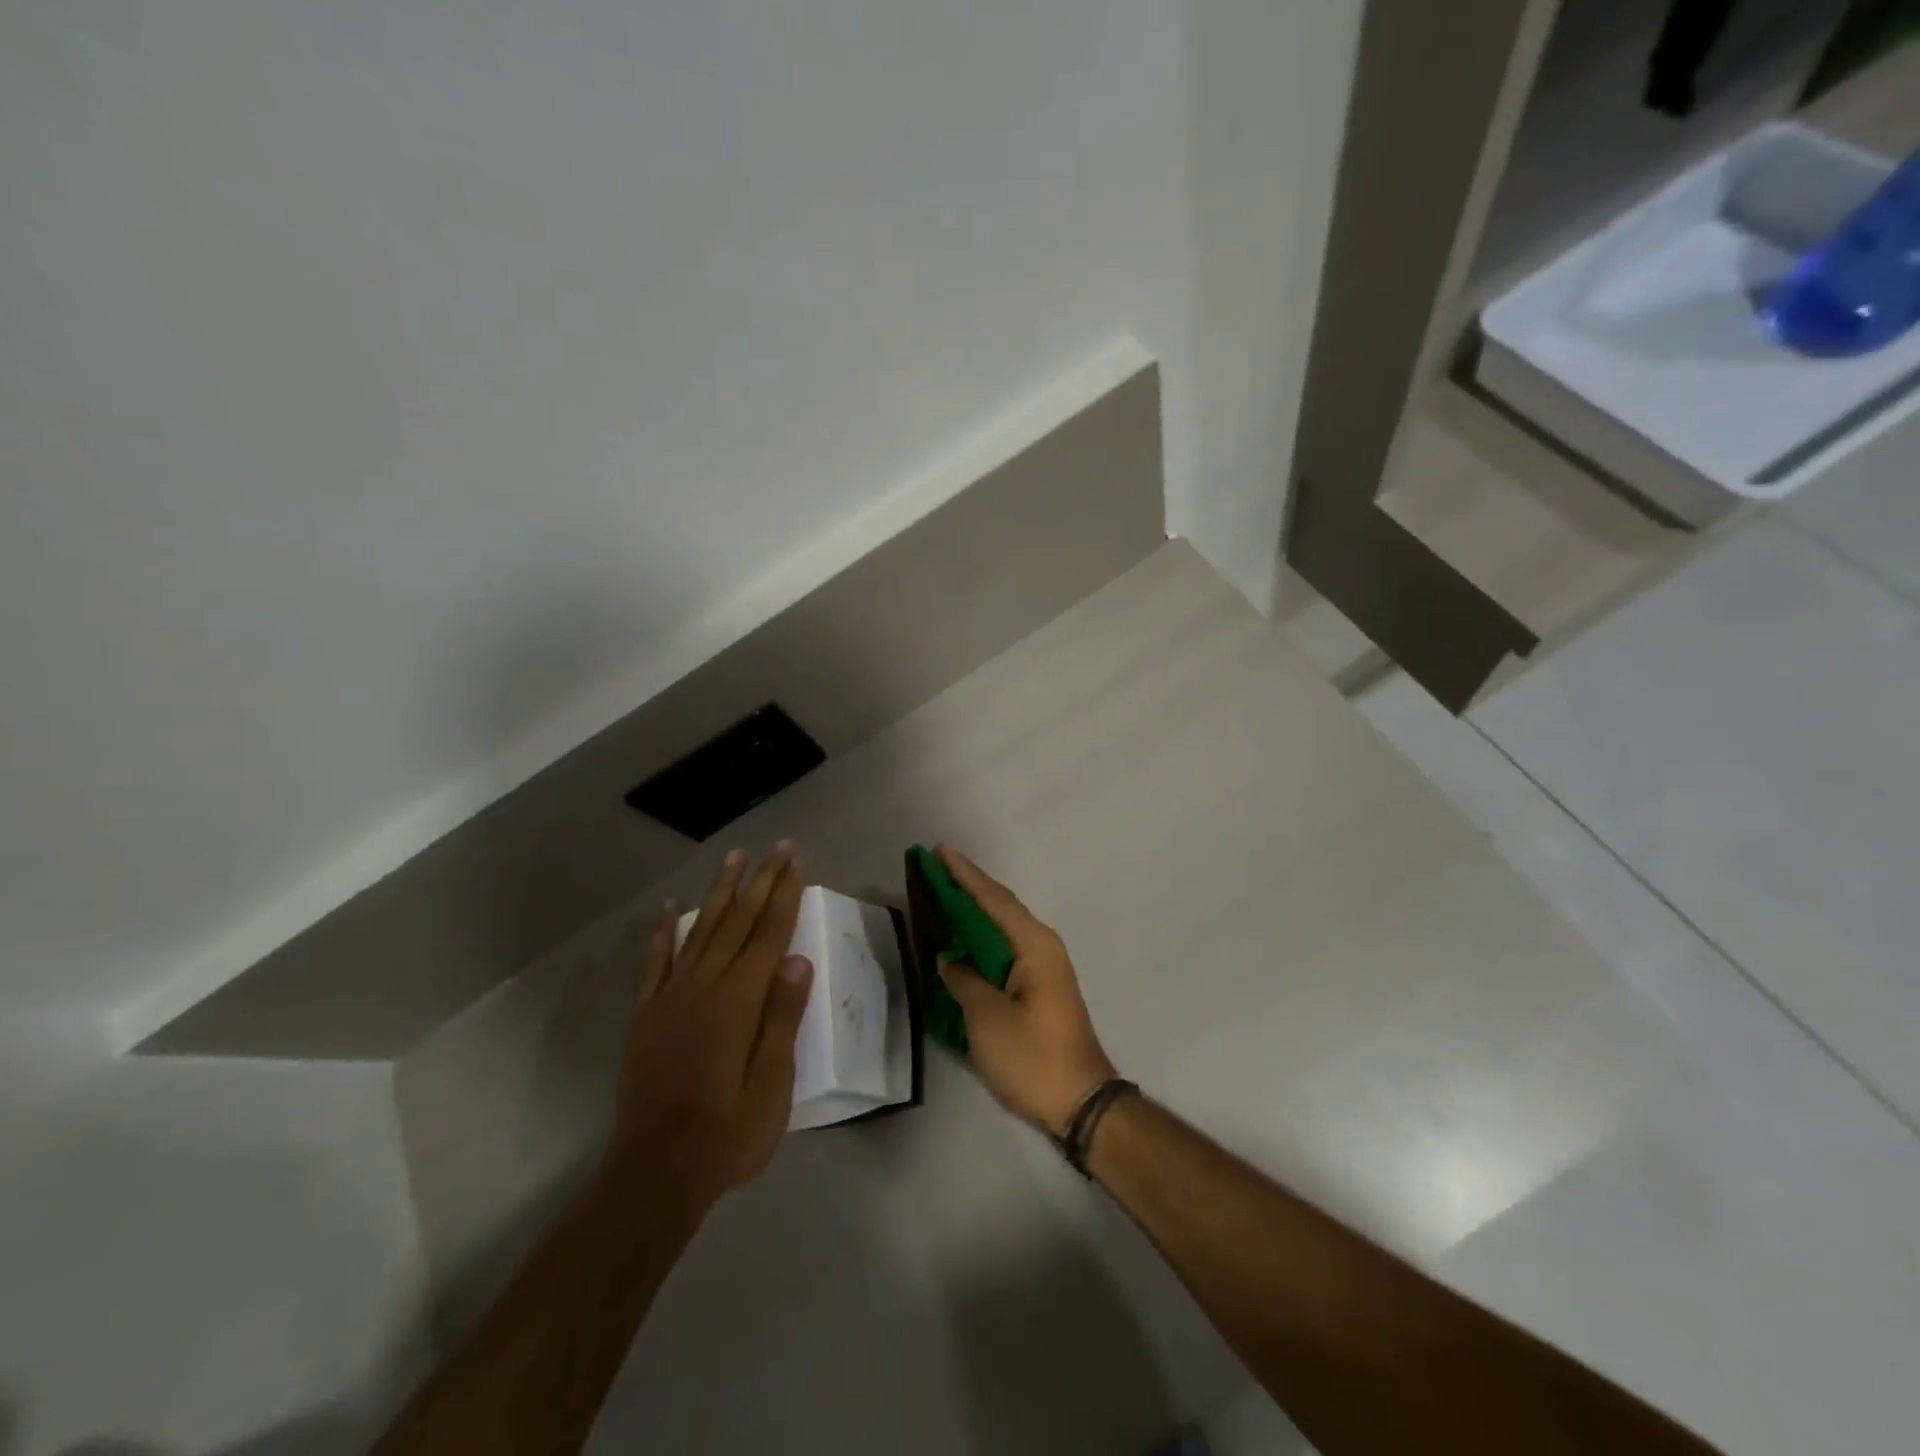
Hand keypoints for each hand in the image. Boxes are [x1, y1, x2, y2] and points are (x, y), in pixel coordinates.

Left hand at [606, 844, 813, 1211]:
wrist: (656, 1172)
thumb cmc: (728, 1133)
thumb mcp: (773, 1083)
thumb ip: (782, 1018)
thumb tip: (797, 960)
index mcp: (739, 1000)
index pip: (769, 934)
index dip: (784, 894)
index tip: (795, 860)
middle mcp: (704, 986)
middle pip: (737, 920)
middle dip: (760, 880)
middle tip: (777, 847)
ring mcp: (670, 997)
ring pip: (699, 929)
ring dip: (718, 891)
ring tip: (733, 857)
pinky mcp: (646, 1014)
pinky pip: (655, 961)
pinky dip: (662, 931)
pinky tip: (668, 908)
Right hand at [934, 846, 1116, 1135]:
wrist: (1081, 1101)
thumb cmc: (1032, 1056)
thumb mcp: (987, 1018)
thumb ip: (963, 980)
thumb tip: (948, 959)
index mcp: (1033, 945)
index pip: (993, 900)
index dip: (965, 876)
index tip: (940, 852)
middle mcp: (1042, 946)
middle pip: (1000, 907)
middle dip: (968, 887)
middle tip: (934, 868)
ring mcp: (1043, 967)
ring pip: (1002, 928)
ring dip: (974, 912)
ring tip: (942, 895)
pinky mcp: (1039, 987)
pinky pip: (1005, 949)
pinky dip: (982, 939)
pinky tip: (962, 939)